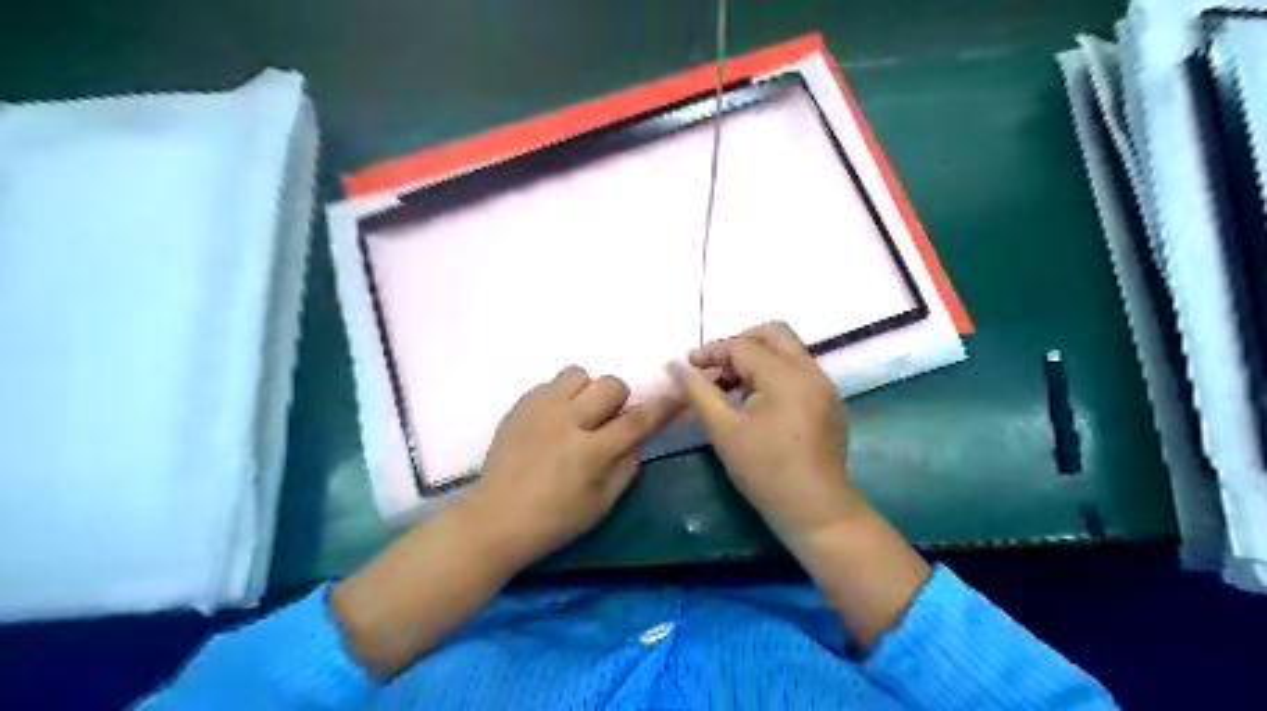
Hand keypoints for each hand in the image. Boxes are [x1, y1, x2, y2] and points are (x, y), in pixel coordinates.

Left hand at [465, 370, 682, 568]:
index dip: (661, 407)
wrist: (494, 518)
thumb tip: (637, 438)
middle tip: (607, 421)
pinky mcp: (519, 405)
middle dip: (618, 400)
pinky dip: (561, 396)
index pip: (635, 420)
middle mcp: (566, 422)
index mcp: (589, 453)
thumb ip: (626, 467)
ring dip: (587, 391)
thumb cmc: (553, 521)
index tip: (677, 396)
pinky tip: (553, 420)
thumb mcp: (601, 505)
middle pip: (609, 385)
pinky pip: (551, 383)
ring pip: (578, 374)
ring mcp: (539, 410)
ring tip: (577, 414)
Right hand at [673, 324, 861, 540]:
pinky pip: (799, 371)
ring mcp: (825, 387)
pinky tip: (757, 402)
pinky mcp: (829, 402)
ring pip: (789, 351)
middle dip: (740, 343)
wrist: (815, 510)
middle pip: (774, 333)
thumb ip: (699, 392)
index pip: (743, 346)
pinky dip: (774, 373)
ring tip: (731, 385)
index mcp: (786, 376)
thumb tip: (676, 366)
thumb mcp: (723, 431)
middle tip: (716, 366)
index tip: (689, 364)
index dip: (712, 351)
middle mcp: (811, 372)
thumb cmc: (765, 471)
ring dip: (758, 358)